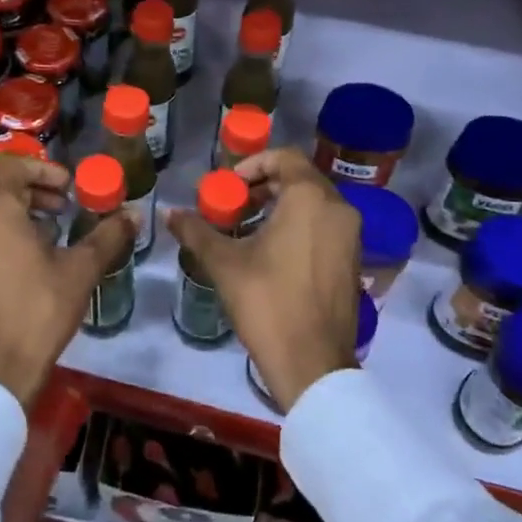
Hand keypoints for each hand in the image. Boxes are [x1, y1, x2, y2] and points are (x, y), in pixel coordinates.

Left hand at [0, 154, 134, 410]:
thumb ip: (108, 236)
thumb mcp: (80, 269)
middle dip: (37, 189)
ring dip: (23, 208)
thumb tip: (135, 214)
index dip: (44, 169)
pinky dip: (8, 228)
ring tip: (55, 228)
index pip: (14, 165)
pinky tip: (35, 254)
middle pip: (2, 184)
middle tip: (67, 205)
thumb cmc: (39, 309)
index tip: (70, 188)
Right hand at [167, 148, 361, 411]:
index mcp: (310, 198)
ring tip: (249, 229)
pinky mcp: (354, 260)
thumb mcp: (224, 262)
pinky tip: (273, 253)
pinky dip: (300, 225)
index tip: (228, 187)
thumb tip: (167, 211)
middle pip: (300, 178)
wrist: (312, 364)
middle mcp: (338, 208)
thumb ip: (196, 230)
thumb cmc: (267, 302)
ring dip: (281, 206)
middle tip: (234, 206)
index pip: (284, 157)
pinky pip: (326, 226)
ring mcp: (351, 235)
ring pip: (314, 203)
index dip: (253, 165)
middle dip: (264, 186)